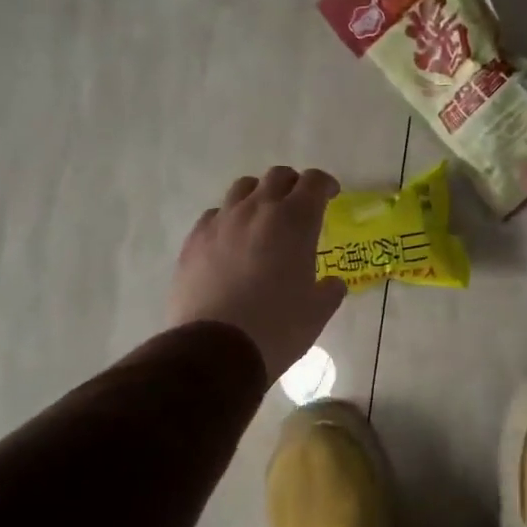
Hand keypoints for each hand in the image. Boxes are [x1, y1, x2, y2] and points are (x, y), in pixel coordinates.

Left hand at [166, 167, 346, 378]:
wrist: (215, 349)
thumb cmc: (277, 328)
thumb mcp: (317, 313)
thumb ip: (329, 291)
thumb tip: (332, 284)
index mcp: (295, 221)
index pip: (314, 182)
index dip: (325, 185)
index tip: (330, 195)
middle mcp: (258, 210)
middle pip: (277, 177)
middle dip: (293, 185)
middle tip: (299, 204)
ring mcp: (221, 222)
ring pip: (242, 188)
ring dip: (259, 195)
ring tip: (263, 217)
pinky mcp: (194, 239)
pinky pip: (214, 214)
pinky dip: (229, 219)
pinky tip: (231, 241)